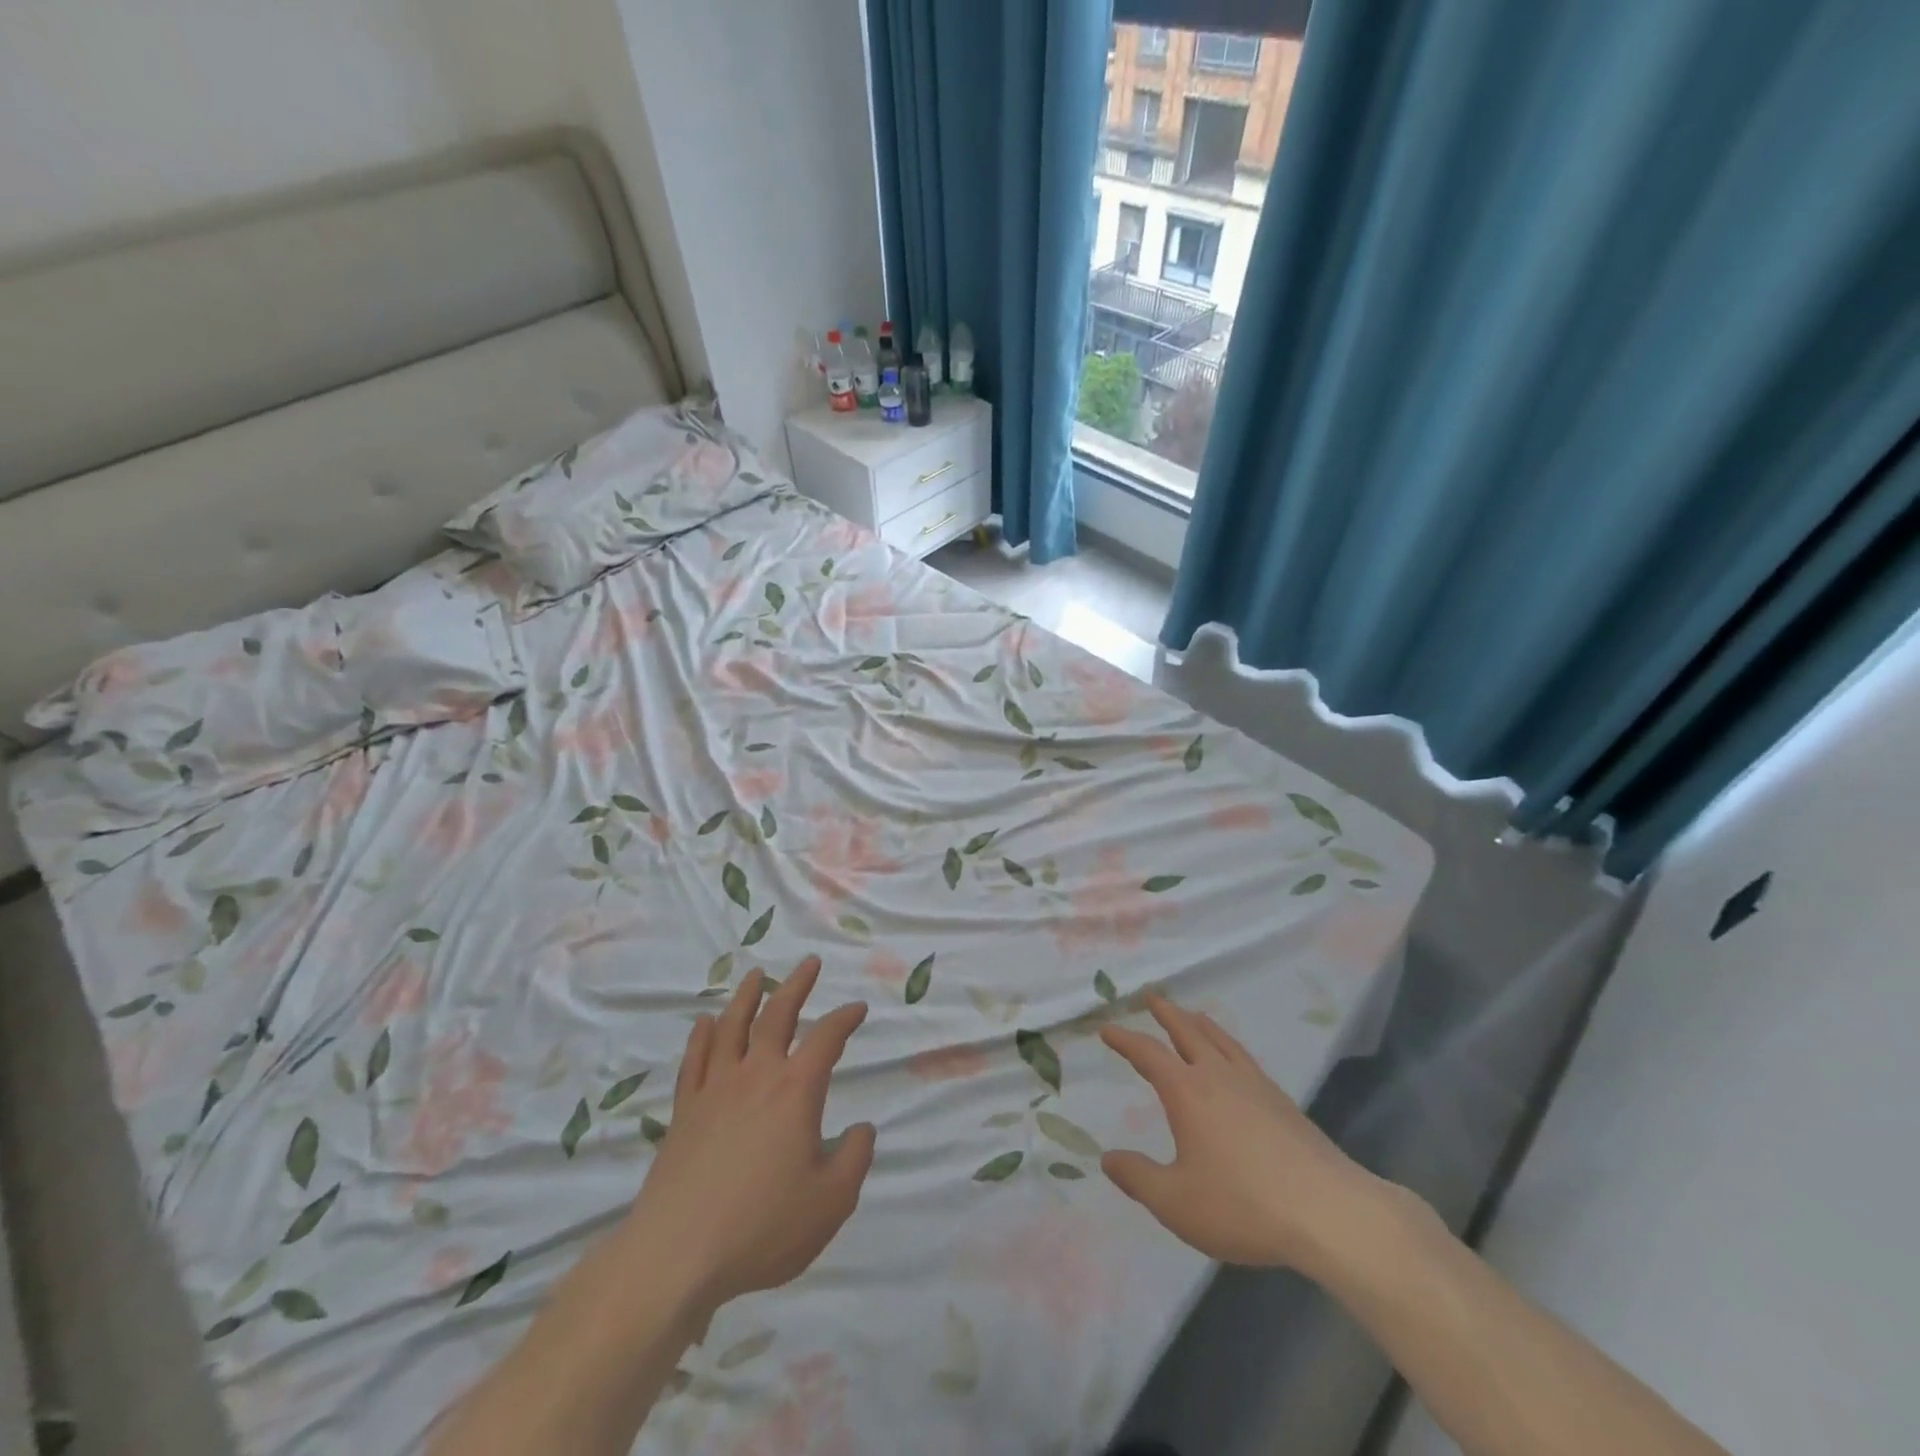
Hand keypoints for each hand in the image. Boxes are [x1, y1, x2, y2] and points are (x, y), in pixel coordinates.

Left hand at [624, 957, 874, 1312]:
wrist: (676, 1256)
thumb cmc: (762, 1227)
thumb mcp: (831, 1201)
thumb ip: (855, 1158)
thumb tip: (863, 1128)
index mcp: (796, 1090)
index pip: (827, 1038)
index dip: (845, 1018)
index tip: (858, 1008)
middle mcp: (756, 1076)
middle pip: (778, 1015)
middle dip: (797, 985)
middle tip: (810, 963)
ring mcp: (715, 1089)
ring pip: (732, 1027)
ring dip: (747, 997)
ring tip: (755, 975)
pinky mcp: (684, 1111)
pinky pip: (694, 1061)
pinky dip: (701, 1037)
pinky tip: (704, 1023)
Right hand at [1100, 994, 1385, 1275]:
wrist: (1328, 1212)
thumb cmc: (1243, 1204)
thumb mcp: (1177, 1202)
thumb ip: (1138, 1178)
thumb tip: (1107, 1158)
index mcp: (1188, 1092)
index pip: (1148, 1054)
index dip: (1125, 1039)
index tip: (1107, 1028)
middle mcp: (1218, 1076)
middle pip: (1188, 1031)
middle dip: (1166, 1013)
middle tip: (1151, 996)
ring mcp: (1255, 1084)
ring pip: (1221, 1039)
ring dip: (1199, 1023)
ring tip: (1191, 1014)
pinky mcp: (1282, 1101)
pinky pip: (1245, 1057)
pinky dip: (1228, 1045)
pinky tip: (1234, 1059)